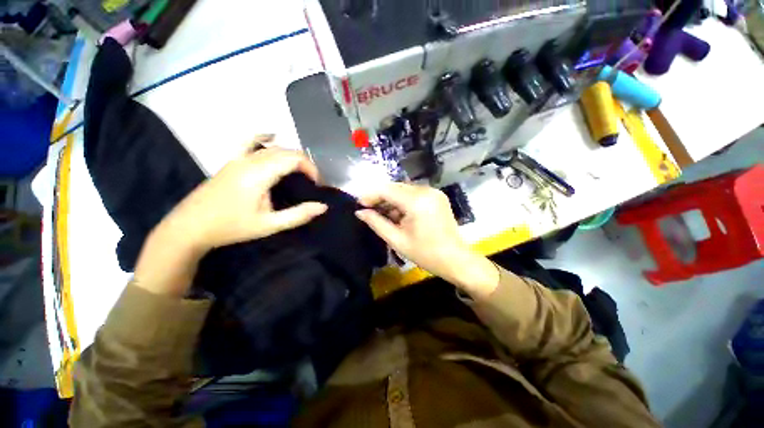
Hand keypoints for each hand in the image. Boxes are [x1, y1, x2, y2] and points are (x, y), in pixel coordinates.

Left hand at [163, 147, 327, 252]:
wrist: (189, 227)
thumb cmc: (231, 227)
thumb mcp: (269, 225)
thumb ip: (298, 215)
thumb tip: (323, 206)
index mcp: (259, 174)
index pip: (293, 159)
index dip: (311, 168)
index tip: (316, 184)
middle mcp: (249, 160)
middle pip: (285, 151)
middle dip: (304, 163)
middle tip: (311, 182)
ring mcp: (238, 158)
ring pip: (272, 147)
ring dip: (290, 156)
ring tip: (299, 171)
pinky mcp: (231, 161)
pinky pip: (250, 142)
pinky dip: (264, 138)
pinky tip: (271, 136)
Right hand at [356, 183, 498, 297]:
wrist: (455, 259)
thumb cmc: (425, 253)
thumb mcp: (397, 240)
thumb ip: (376, 223)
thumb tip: (360, 212)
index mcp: (417, 202)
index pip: (387, 190)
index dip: (371, 195)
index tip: (359, 205)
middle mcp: (426, 191)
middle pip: (396, 187)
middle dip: (380, 197)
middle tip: (368, 210)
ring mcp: (434, 192)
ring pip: (404, 189)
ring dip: (391, 199)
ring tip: (382, 214)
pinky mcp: (437, 196)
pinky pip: (414, 193)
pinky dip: (403, 201)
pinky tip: (397, 213)